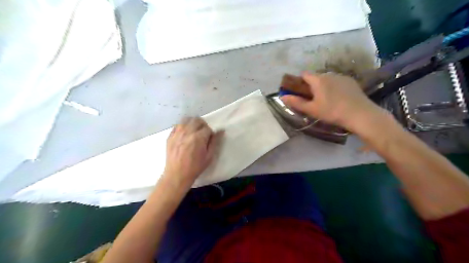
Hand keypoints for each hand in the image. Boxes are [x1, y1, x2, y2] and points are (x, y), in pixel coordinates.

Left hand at [164, 116, 222, 185]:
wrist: (177, 174)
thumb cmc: (195, 167)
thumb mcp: (209, 156)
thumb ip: (215, 142)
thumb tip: (220, 130)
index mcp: (198, 138)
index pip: (207, 128)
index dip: (210, 133)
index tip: (209, 139)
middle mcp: (187, 132)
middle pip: (197, 120)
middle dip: (202, 125)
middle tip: (203, 133)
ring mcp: (177, 133)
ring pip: (187, 120)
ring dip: (193, 123)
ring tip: (194, 131)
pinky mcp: (170, 136)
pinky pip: (177, 125)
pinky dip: (183, 126)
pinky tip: (185, 134)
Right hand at [280, 72, 381, 131]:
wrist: (360, 114)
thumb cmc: (332, 112)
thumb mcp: (312, 109)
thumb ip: (296, 102)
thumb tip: (282, 97)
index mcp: (318, 80)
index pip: (304, 74)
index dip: (300, 81)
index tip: (300, 92)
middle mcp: (329, 74)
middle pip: (316, 77)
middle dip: (312, 85)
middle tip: (313, 100)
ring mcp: (341, 76)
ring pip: (327, 79)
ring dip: (324, 86)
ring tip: (327, 100)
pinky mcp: (351, 81)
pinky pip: (337, 81)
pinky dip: (334, 87)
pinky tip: (339, 99)